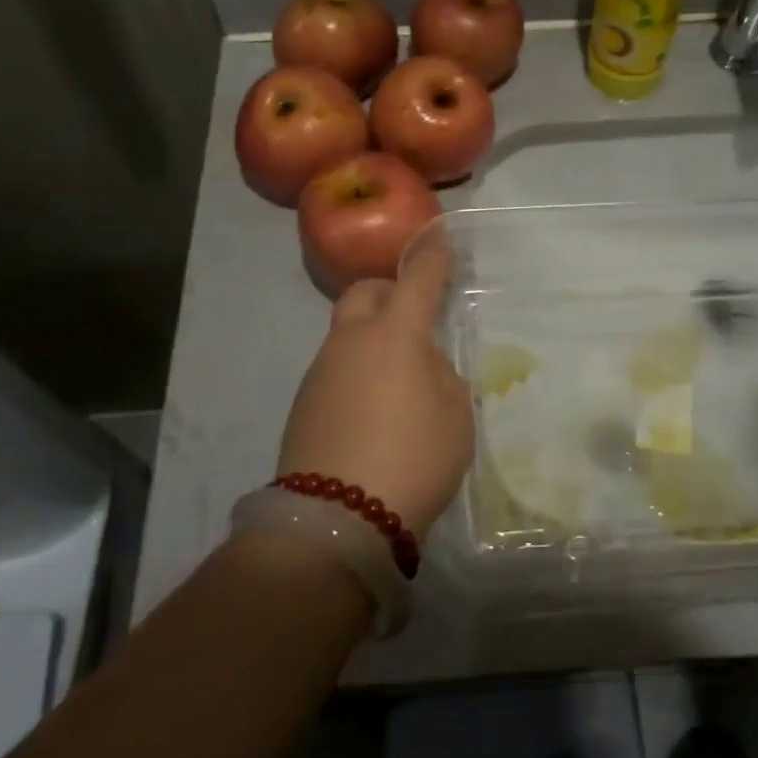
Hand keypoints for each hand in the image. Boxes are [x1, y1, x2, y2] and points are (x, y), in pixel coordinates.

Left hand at [277, 235, 472, 536]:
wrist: (337, 518)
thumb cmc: (413, 458)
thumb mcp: (454, 416)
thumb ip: (441, 377)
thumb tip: (421, 365)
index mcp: (396, 334)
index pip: (418, 278)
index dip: (433, 257)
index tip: (440, 240)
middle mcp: (352, 340)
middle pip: (365, 293)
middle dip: (389, 291)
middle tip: (412, 316)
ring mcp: (321, 370)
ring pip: (346, 332)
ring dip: (371, 337)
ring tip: (397, 379)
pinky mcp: (303, 402)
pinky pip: (335, 368)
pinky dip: (355, 371)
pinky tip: (371, 410)